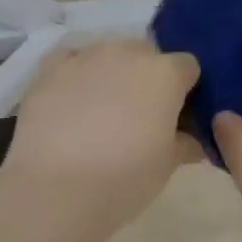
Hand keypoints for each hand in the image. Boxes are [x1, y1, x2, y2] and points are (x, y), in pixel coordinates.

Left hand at [0, 39, 201, 236]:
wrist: (55, 189)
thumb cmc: (124, 178)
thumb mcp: (167, 166)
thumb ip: (185, 144)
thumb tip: (192, 141)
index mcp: (164, 74)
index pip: (187, 67)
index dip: (186, 90)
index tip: (179, 115)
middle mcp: (127, 53)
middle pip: (147, 54)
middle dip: (148, 77)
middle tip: (141, 115)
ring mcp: (86, 56)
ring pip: (108, 54)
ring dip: (112, 73)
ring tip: (101, 111)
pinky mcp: (50, 68)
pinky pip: (71, 59)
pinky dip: (76, 73)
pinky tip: (72, 98)